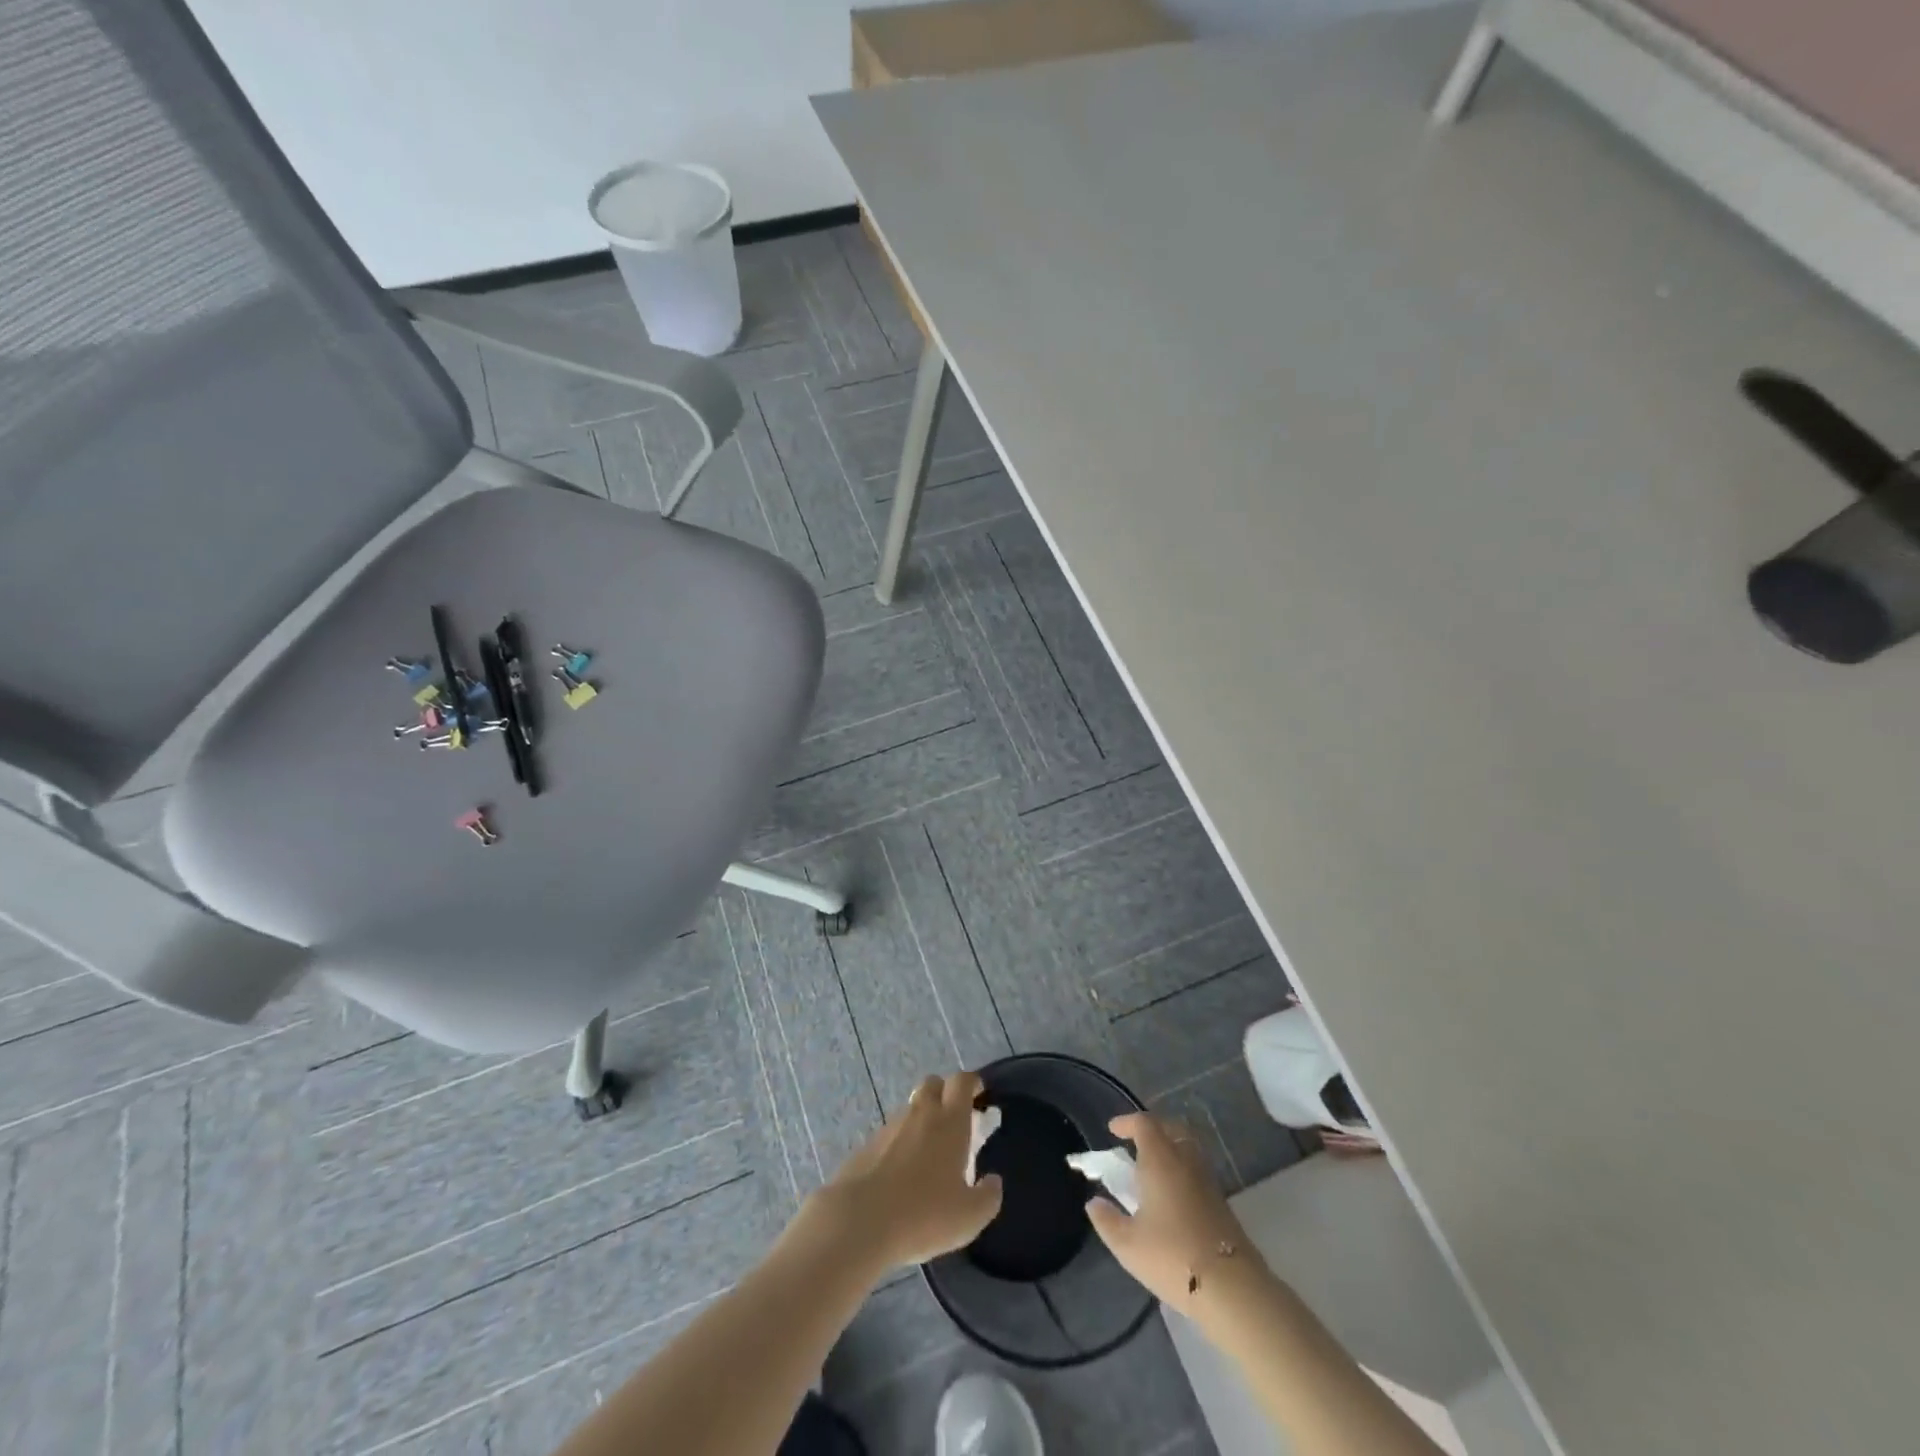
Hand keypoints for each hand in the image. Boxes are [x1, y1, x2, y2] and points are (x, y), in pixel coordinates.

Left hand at [811, 1071, 1003, 1268]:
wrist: (860, 1220)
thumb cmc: (923, 1214)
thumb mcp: (970, 1216)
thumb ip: (988, 1197)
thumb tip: (994, 1181)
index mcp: (950, 1122)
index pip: (962, 1082)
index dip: (972, 1083)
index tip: (980, 1093)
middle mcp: (921, 1114)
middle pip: (933, 1083)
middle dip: (945, 1092)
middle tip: (954, 1119)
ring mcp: (890, 1126)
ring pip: (911, 1108)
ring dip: (922, 1118)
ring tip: (928, 1152)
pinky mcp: (868, 1144)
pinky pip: (891, 1132)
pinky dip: (900, 1142)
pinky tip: (901, 1172)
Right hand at [1085, 1112, 1256, 1315]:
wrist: (1232, 1288)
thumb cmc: (1172, 1257)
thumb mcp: (1127, 1244)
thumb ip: (1106, 1220)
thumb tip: (1094, 1203)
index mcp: (1160, 1160)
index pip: (1144, 1124)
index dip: (1127, 1122)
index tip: (1113, 1130)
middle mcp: (1186, 1161)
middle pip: (1171, 1128)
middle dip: (1152, 1128)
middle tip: (1135, 1142)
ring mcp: (1208, 1180)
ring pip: (1188, 1148)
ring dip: (1170, 1147)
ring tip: (1153, 1168)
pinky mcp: (1222, 1202)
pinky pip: (1198, 1169)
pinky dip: (1183, 1169)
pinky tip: (1173, 1195)